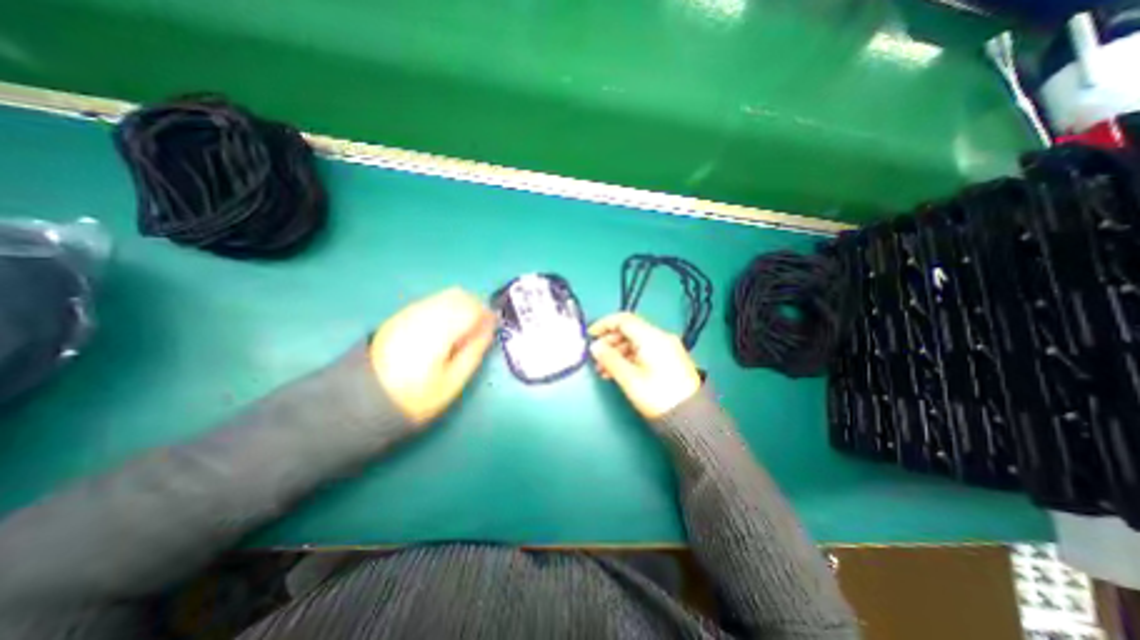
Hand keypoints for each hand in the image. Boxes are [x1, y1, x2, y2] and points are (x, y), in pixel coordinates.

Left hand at [371, 286, 494, 423]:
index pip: (471, 308)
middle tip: (482, 327)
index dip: (487, 314)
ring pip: (445, 296)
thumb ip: (473, 352)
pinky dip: (446, 308)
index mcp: (438, 331)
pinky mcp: (400, 317)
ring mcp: (409, 313)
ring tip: (465, 328)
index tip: (494, 326)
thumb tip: (488, 330)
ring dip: (461, 306)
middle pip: (458, 295)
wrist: (363, 401)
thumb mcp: (452, 382)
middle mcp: (424, 314)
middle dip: (476, 306)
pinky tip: (446, 327)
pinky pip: (432, 302)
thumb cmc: (414, 396)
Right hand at [587, 312, 705, 419]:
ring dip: (618, 352)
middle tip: (596, 357)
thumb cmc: (657, 396)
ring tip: (604, 370)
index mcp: (652, 337)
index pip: (624, 319)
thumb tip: (595, 347)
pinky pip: (644, 351)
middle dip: (610, 341)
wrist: (690, 417)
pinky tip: (618, 372)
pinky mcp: (669, 359)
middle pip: (630, 330)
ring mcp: (667, 348)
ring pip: (635, 342)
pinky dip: (629, 358)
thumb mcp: (629, 378)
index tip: (590, 335)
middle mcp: (661, 337)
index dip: (604, 324)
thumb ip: (609, 359)